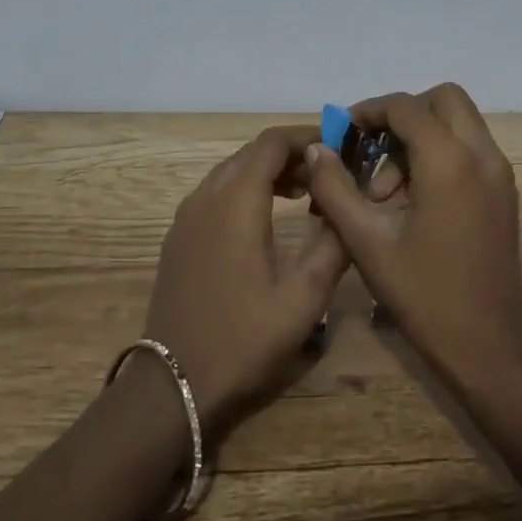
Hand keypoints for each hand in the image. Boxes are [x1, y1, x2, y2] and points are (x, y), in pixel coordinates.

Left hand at [142, 125, 346, 437]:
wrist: (174, 383)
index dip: (306, 136)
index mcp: (236, 201)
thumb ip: (333, 244)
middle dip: (290, 154)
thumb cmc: (244, 339)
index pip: (271, 143)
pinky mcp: (178, 237)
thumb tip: (347, 203)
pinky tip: (265, 219)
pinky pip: (215, 193)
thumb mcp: (304, 297)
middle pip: (250, 153)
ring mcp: (186, 216)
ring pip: (230, 171)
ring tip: (303, 194)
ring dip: (266, 172)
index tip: (338, 147)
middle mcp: (206, 196)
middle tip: (326, 174)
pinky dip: (244, 190)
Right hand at [302, 84, 521, 396]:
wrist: (488, 345)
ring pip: (460, 122)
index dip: (369, 111)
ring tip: (386, 191)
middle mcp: (483, 155)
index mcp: (450, 162)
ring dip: (421, 137)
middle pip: (444, 99)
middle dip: (403, 115)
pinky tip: (413, 199)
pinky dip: (441, 153)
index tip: (342, 134)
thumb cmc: (423, 294)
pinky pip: (470, 148)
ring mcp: (500, 173)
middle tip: (372, 151)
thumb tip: (316, 149)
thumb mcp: (366, 241)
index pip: (406, 107)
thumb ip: (335, 188)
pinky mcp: (505, 192)